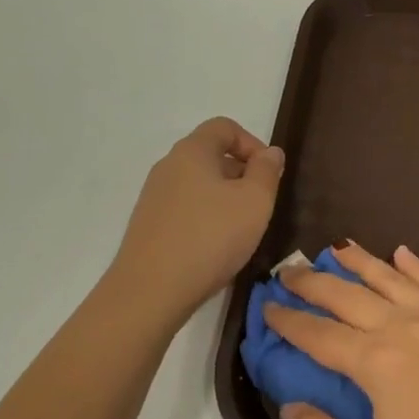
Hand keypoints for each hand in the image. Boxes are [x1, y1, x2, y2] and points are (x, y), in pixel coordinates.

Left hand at [110, 118, 283, 321]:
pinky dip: (206, 218)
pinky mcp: (148, 225)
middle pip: (210, 155)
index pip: (224, 127)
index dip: (252, 143)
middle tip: (260, 205)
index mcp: (192, 151)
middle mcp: (168, 166)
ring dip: (225, 199)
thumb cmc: (211, 237)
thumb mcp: (255, 201)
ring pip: (199, 184)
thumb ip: (267, 171)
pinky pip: (185, 209)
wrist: (150, 291)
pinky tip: (216, 248)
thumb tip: (270, 152)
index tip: (269, 174)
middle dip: (241, 174)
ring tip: (241, 230)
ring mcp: (154, 197)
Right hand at [264, 243, 418, 418]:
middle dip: (312, 282)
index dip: (287, 321)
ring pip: (389, 278)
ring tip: (335, 248)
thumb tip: (291, 408)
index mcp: (374, 362)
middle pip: (347, 295)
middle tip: (288, 270)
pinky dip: (413, 265)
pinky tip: (401, 253)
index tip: (266, 307)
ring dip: (359, 261)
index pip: (317, 334)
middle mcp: (402, 327)